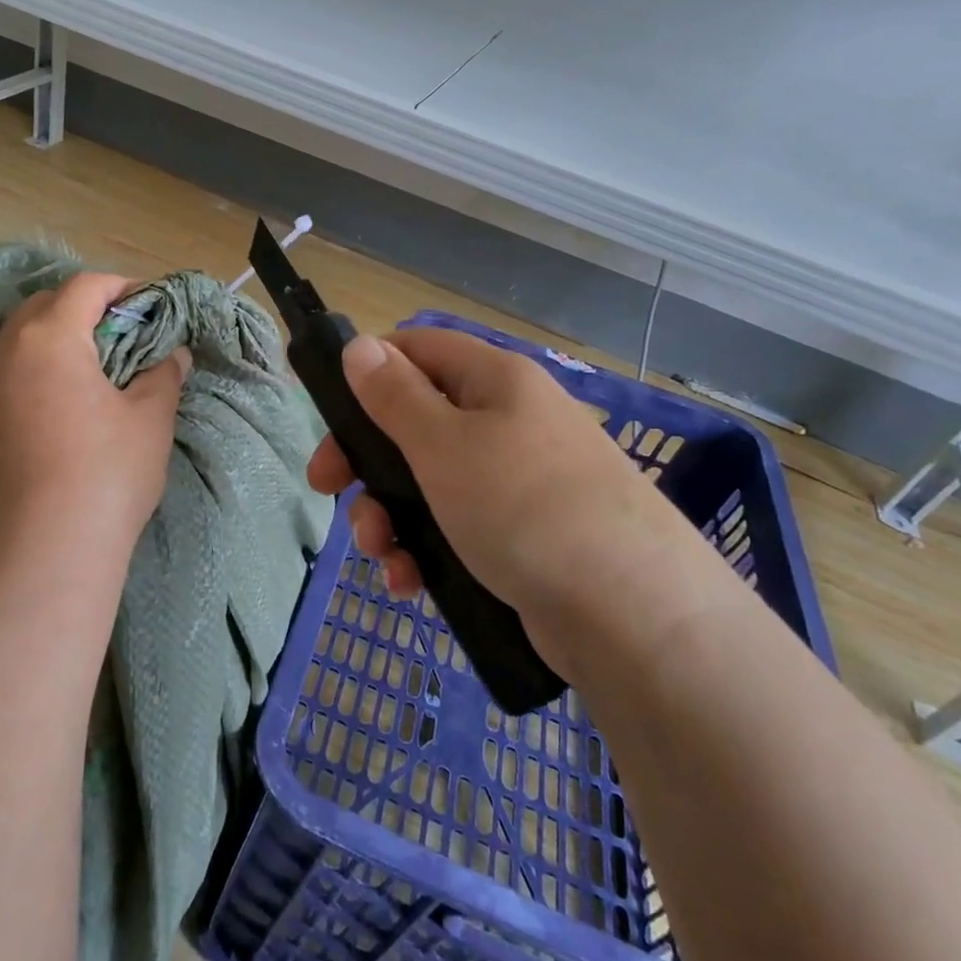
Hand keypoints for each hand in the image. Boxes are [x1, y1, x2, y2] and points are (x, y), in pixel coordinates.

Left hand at [0, 273, 189, 592]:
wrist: (42, 555)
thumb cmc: (106, 474)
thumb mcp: (150, 418)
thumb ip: (163, 374)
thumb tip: (173, 355)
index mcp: (49, 338)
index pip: (84, 287)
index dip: (122, 287)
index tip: (150, 307)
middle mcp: (5, 353)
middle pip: (44, 306)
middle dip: (85, 309)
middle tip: (124, 336)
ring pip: (20, 342)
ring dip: (57, 340)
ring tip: (94, 371)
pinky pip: (7, 377)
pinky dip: (36, 372)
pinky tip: (63, 407)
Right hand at [307, 328, 691, 619]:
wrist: (634, 615)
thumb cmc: (523, 507)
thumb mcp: (443, 444)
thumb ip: (393, 395)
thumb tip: (359, 345)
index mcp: (494, 379)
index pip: (417, 348)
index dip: (367, 371)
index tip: (327, 412)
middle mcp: (508, 420)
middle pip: (415, 421)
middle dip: (367, 460)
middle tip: (328, 489)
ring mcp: (517, 480)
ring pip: (430, 481)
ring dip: (390, 514)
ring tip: (380, 554)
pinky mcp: (523, 535)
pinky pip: (457, 526)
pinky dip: (425, 548)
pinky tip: (409, 582)